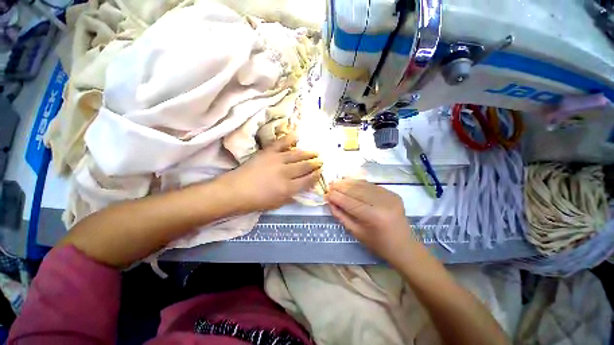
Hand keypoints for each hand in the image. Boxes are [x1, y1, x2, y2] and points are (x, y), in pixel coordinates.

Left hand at [220, 133, 322, 212]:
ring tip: (315, 152)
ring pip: (297, 155)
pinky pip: (281, 143)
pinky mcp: (268, 152)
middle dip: (315, 163)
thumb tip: (303, 189)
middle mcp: (286, 173)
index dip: (316, 176)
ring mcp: (277, 160)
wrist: (236, 191)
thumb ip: (292, 196)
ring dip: (308, 153)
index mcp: (288, 188)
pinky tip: (298, 135)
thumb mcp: (278, 204)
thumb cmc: (257, 201)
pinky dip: (290, 138)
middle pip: (305, 166)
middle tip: (321, 161)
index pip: (308, 180)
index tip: (320, 172)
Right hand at [326, 179, 417, 265]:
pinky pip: (371, 185)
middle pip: (356, 190)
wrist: (403, 246)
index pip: (349, 202)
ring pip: (363, 185)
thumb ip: (341, 215)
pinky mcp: (392, 193)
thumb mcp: (356, 232)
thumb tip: (330, 201)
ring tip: (337, 181)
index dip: (336, 196)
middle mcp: (382, 203)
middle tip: (330, 184)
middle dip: (341, 187)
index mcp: (373, 216)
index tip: (326, 193)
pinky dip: (359, 183)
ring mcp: (389, 196)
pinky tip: (350, 182)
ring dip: (348, 182)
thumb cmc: (377, 243)